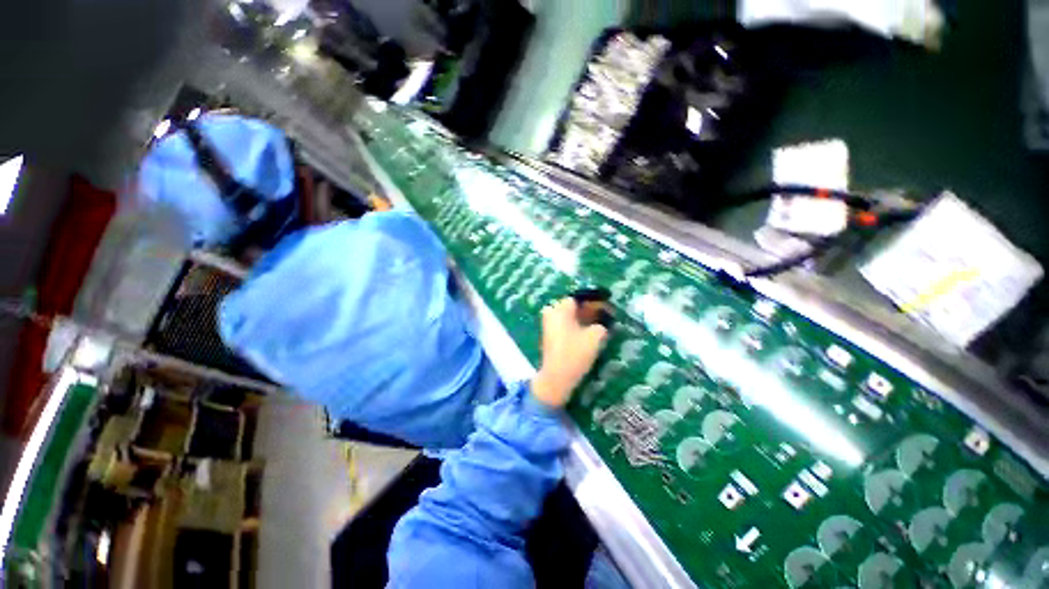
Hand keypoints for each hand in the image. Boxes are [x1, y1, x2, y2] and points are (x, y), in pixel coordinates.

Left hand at [532, 298, 608, 408]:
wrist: (556, 377)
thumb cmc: (575, 353)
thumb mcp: (595, 337)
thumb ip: (601, 324)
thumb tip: (602, 322)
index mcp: (560, 309)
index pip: (578, 298)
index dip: (593, 303)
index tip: (605, 309)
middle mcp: (551, 313)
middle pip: (572, 307)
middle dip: (586, 311)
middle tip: (601, 318)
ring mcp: (548, 325)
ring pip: (567, 316)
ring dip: (581, 320)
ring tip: (595, 327)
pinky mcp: (548, 336)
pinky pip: (563, 325)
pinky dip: (574, 327)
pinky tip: (584, 335)